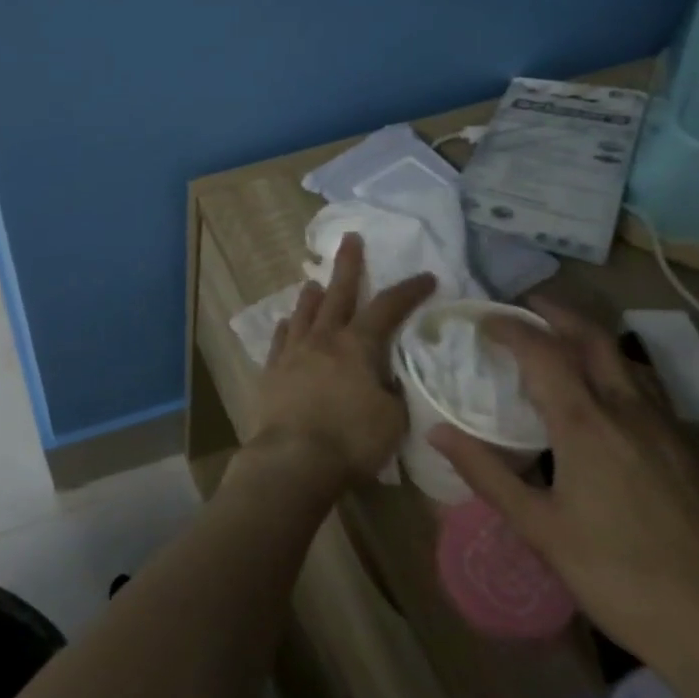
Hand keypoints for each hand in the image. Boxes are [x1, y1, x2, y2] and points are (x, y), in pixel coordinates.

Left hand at [249, 233, 432, 486]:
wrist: (293, 458)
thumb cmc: (351, 440)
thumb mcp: (392, 419)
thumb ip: (392, 391)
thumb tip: (387, 378)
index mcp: (357, 346)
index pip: (388, 308)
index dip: (408, 291)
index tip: (426, 276)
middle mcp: (323, 339)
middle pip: (337, 294)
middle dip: (348, 265)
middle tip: (350, 239)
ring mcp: (293, 352)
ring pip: (304, 313)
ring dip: (312, 295)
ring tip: (314, 282)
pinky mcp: (272, 370)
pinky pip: (281, 340)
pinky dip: (288, 327)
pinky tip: (287, 323)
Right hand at [429, 300, 698, 681]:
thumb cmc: (625, 580)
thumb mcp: (542, 531)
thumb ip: (488, 474)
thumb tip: (437, 431)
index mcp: (587, 424)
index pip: (542, 351)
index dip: (509, 327)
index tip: (482, 320)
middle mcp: (631, 413)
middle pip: (594, 339)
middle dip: (557, 313)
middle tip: (526, 306)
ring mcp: (673, 433)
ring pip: (629, 363)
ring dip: (591, 341)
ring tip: (564, 345)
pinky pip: (652, 394)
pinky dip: (620, 375)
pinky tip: (612, 405)